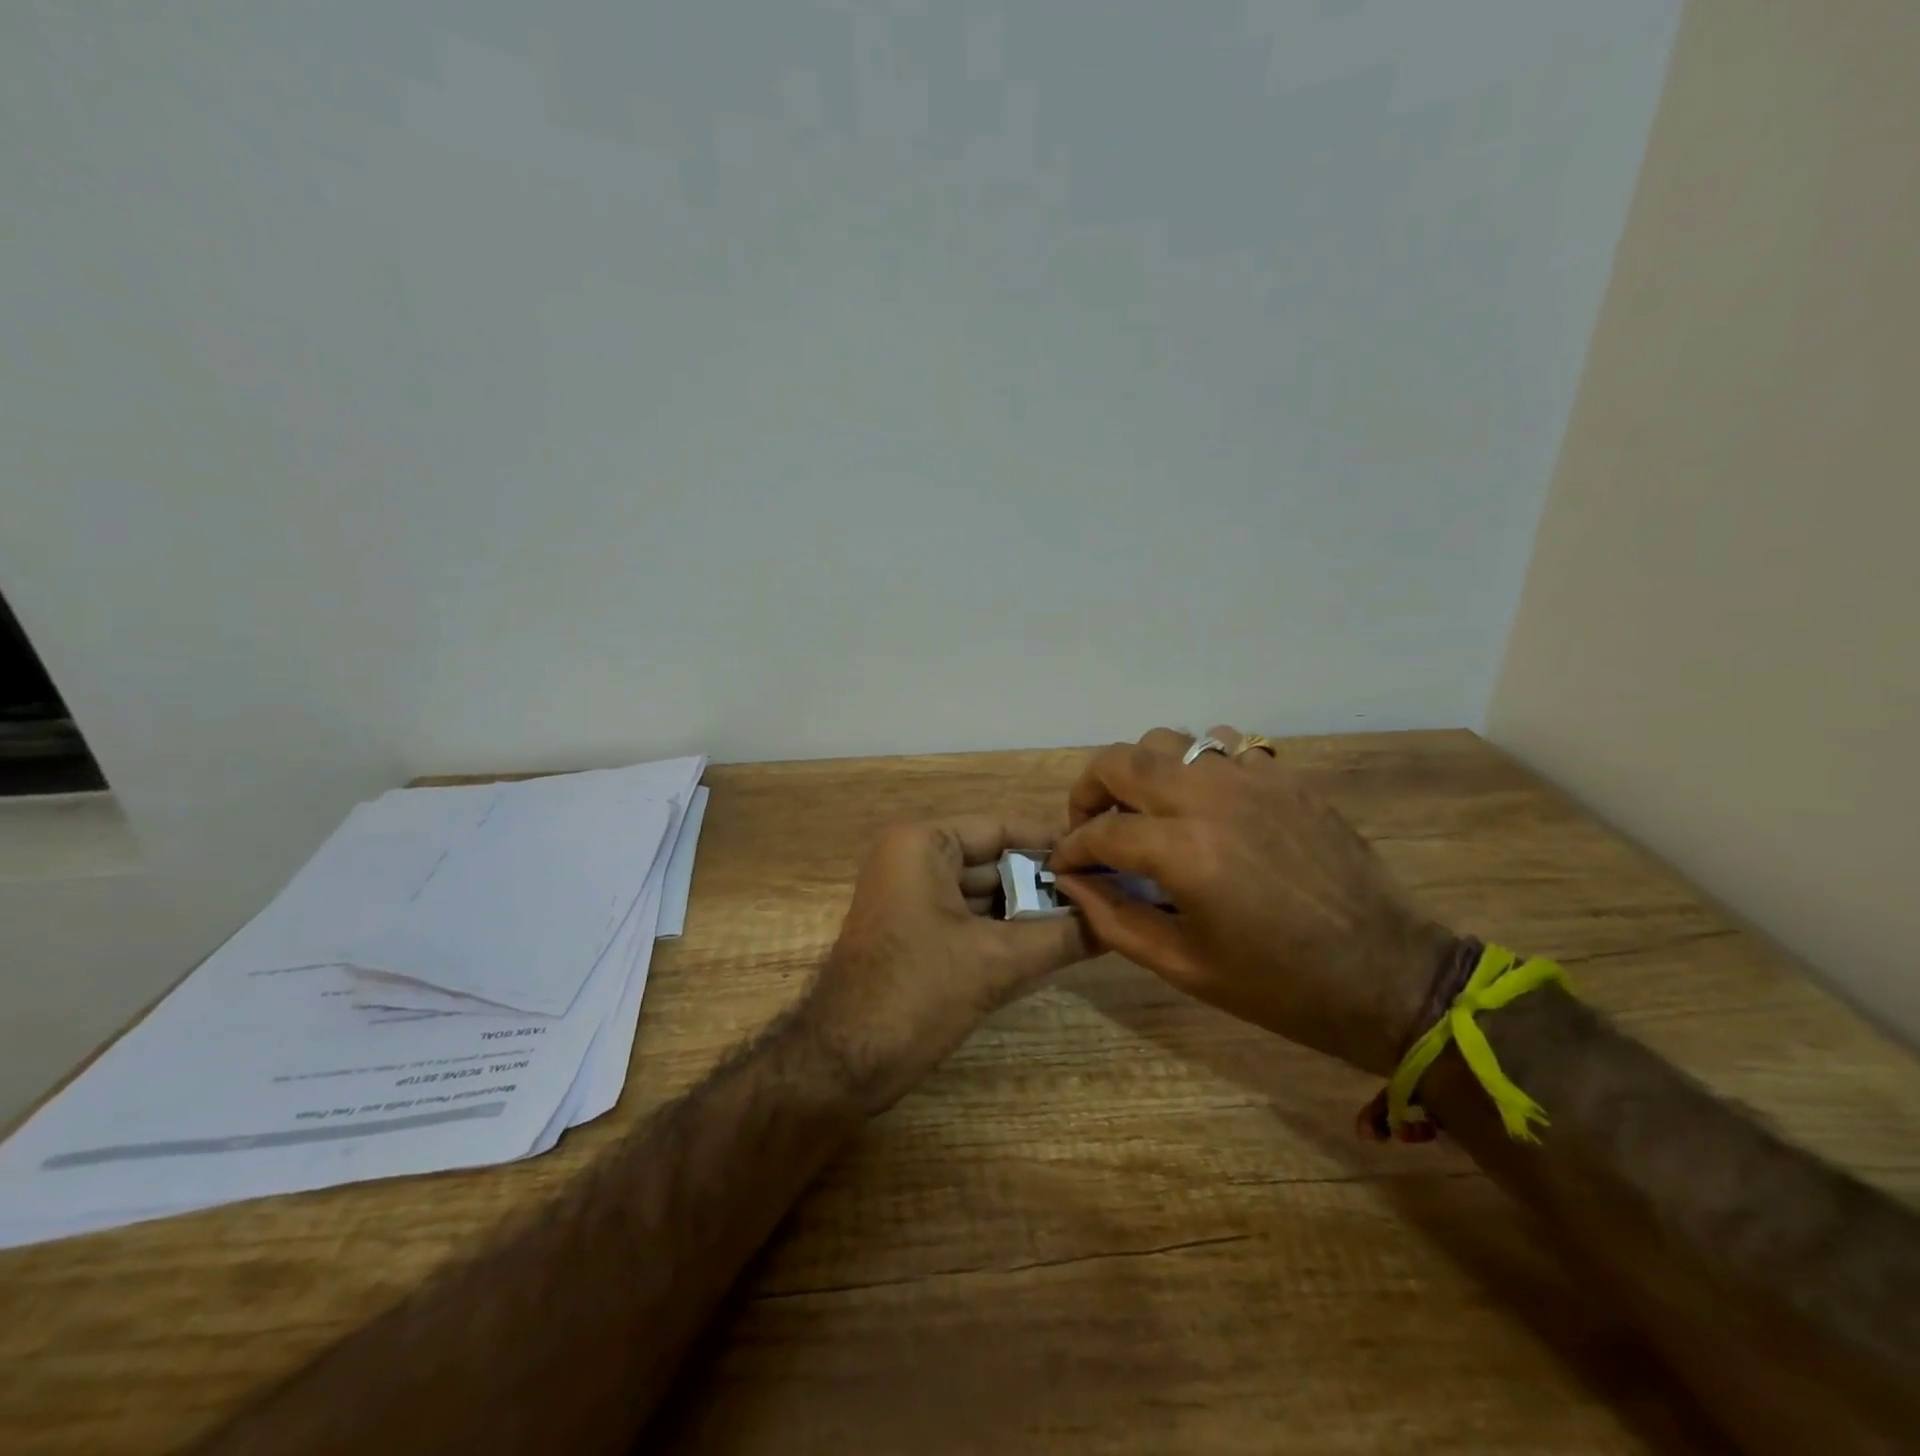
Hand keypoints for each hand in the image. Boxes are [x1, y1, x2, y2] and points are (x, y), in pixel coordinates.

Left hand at [801, 815, 1092, 1112]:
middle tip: (1107, 893)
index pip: (1002, 827)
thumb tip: (1118, 922)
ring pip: (986, 894)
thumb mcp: (996, 962)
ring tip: (1094, 918)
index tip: (1104, 855)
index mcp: (923, 843)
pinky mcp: (916, 933)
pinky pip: (972, 920)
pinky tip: (1056, 944)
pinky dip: (1008, 932)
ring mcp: (913, 897)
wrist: (842, 1064)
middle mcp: (914, 859)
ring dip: (1032, 910)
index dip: (1054, 842)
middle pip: (996, 861)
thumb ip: (1060, 937)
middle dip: (1046, 881)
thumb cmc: (915, 993)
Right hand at [1049, 727, 1454, 1077]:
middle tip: (1091, 826)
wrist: (1389, 976)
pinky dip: (1197, 767)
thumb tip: (1071, 882)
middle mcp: (1212, 799)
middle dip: (1089, 790)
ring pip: (1169, 741)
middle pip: (1122, 760)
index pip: (1101, 831)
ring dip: (1142, 772)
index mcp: (1185, 851)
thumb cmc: (1280, 986)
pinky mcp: (1285, 778)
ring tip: (1146, 811)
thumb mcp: (1184, 966)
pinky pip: (1222, 748)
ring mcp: (1253, 780)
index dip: (1071, 849)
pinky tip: (1205, 805)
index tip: (1064, 866)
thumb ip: (1115, 918)